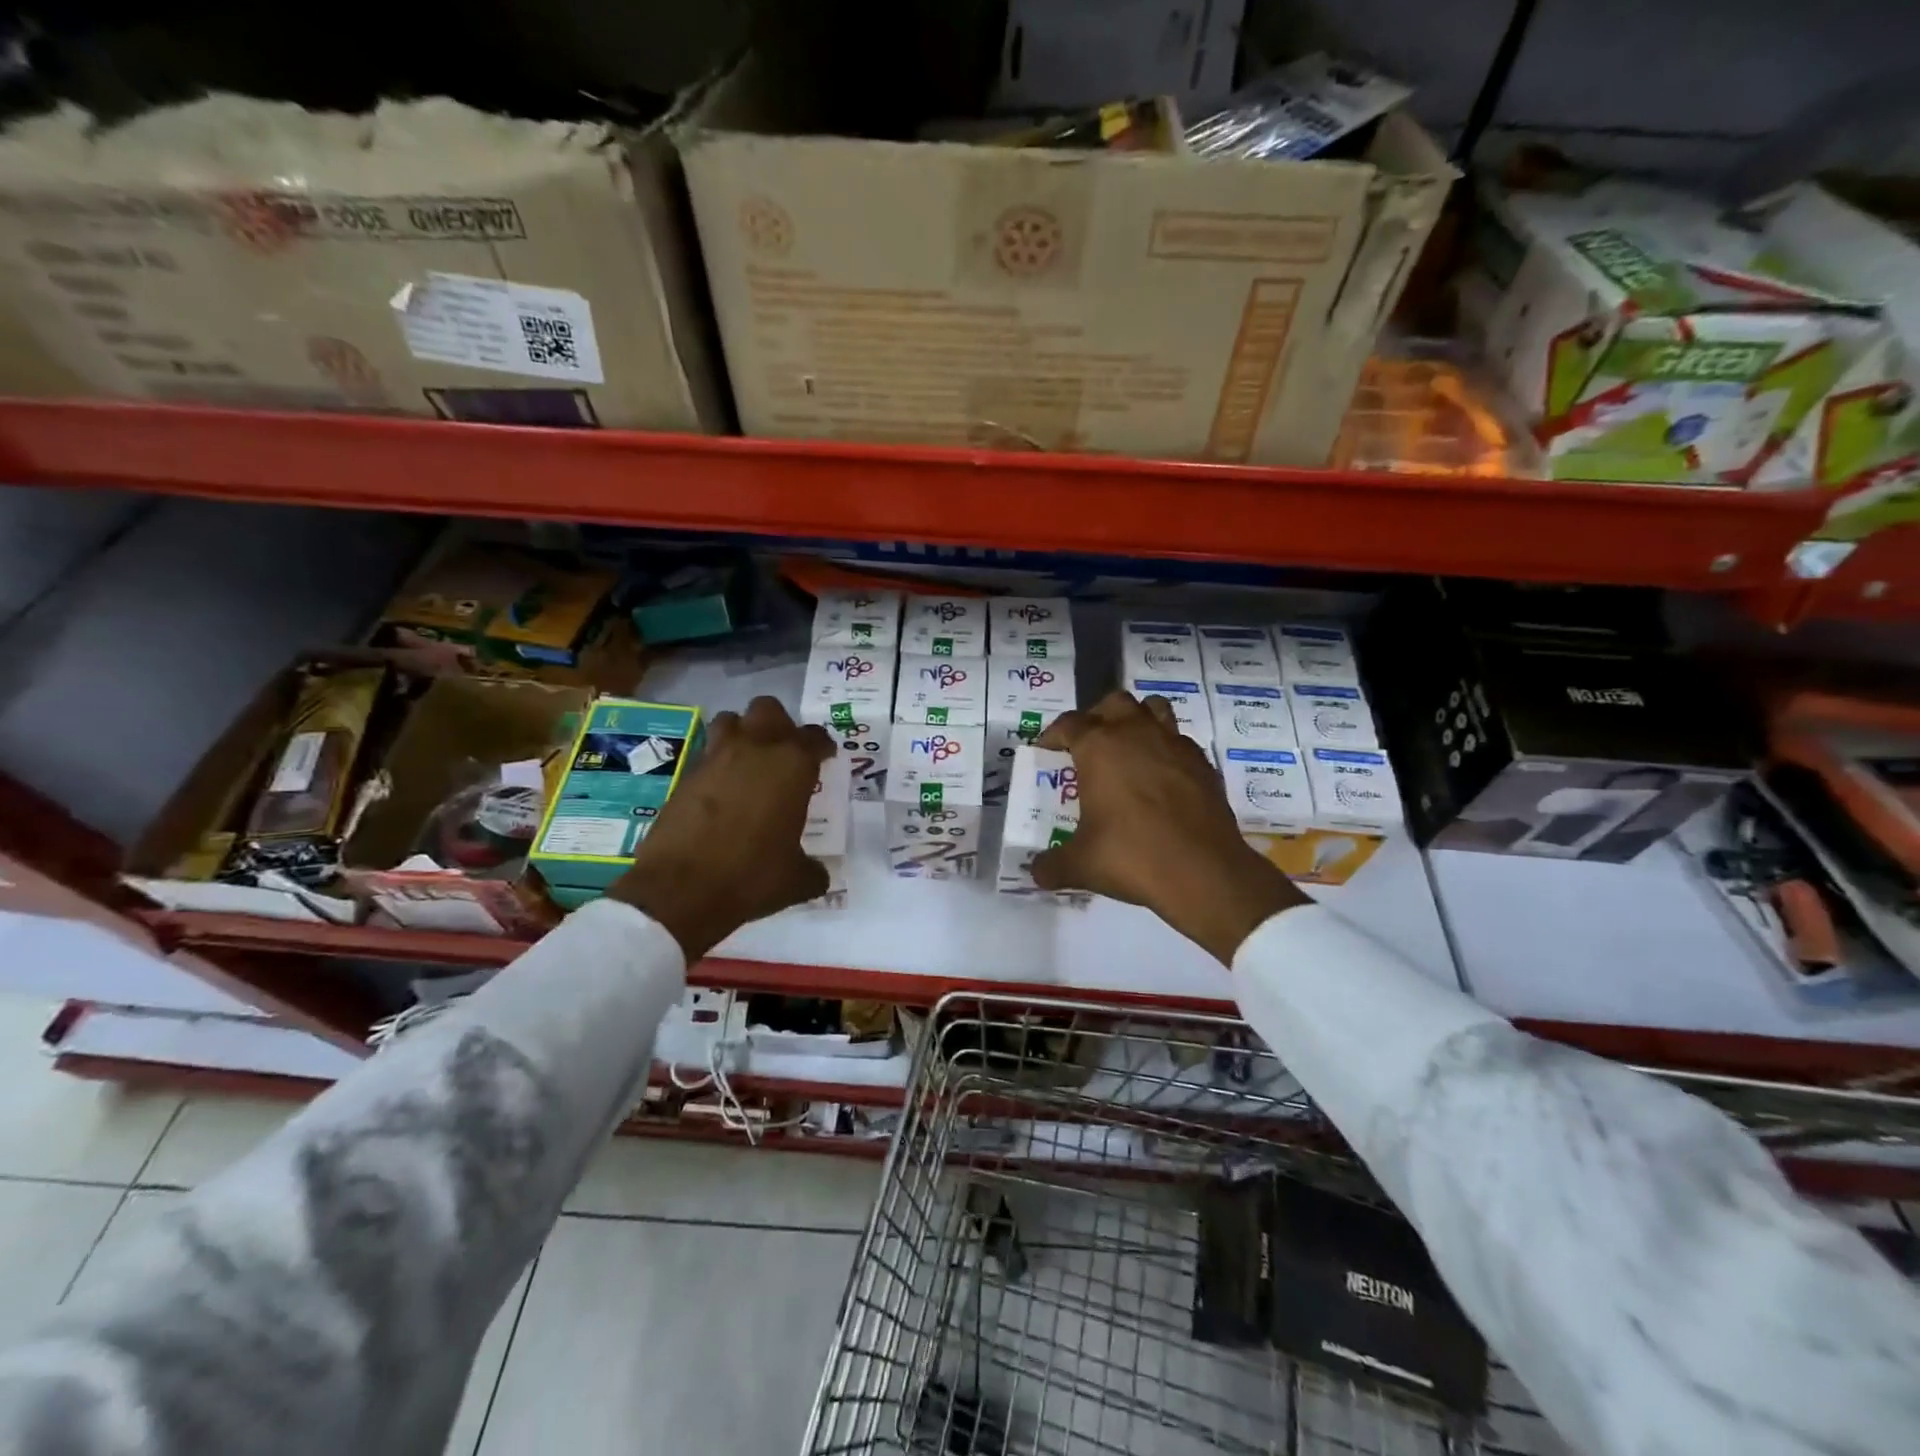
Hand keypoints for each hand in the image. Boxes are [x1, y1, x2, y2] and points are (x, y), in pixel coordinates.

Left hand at [606, 696, 833, 959]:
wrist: (681, 889)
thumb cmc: (751, 876)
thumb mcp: (796, 880)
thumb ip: (814, 869)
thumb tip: (819, 874)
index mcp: (792, 765)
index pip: (815, 737)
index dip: (822, 747)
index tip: (825, 758)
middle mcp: (755, 749)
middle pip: (768, 709)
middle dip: (778, 724)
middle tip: (784, 753)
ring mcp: (715, 758)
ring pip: (731, 721)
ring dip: (742, 733)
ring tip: (748, 762)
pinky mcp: (686, 775)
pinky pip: (707, 754)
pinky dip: (717, 765)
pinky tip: (721, 792)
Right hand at [1032, 691, 1309, 964]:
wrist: (1204, 872)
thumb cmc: (1132, 857)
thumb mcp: (1081, 865)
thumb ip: (1052, 865)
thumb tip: (1036, 872)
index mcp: (1099, 747)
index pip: (1068, 724)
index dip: (1052, 735)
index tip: (1046, 752)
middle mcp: (1136, 733)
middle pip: (1112, 703)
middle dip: (1096, 718)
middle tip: (1088, 746)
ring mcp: (1174, 744)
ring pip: (1152, 709)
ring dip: (1136, 720)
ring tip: (1127, 749)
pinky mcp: (1202, 763)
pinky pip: (1178, 740)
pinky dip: (1165, 749)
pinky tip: (1160, 778)